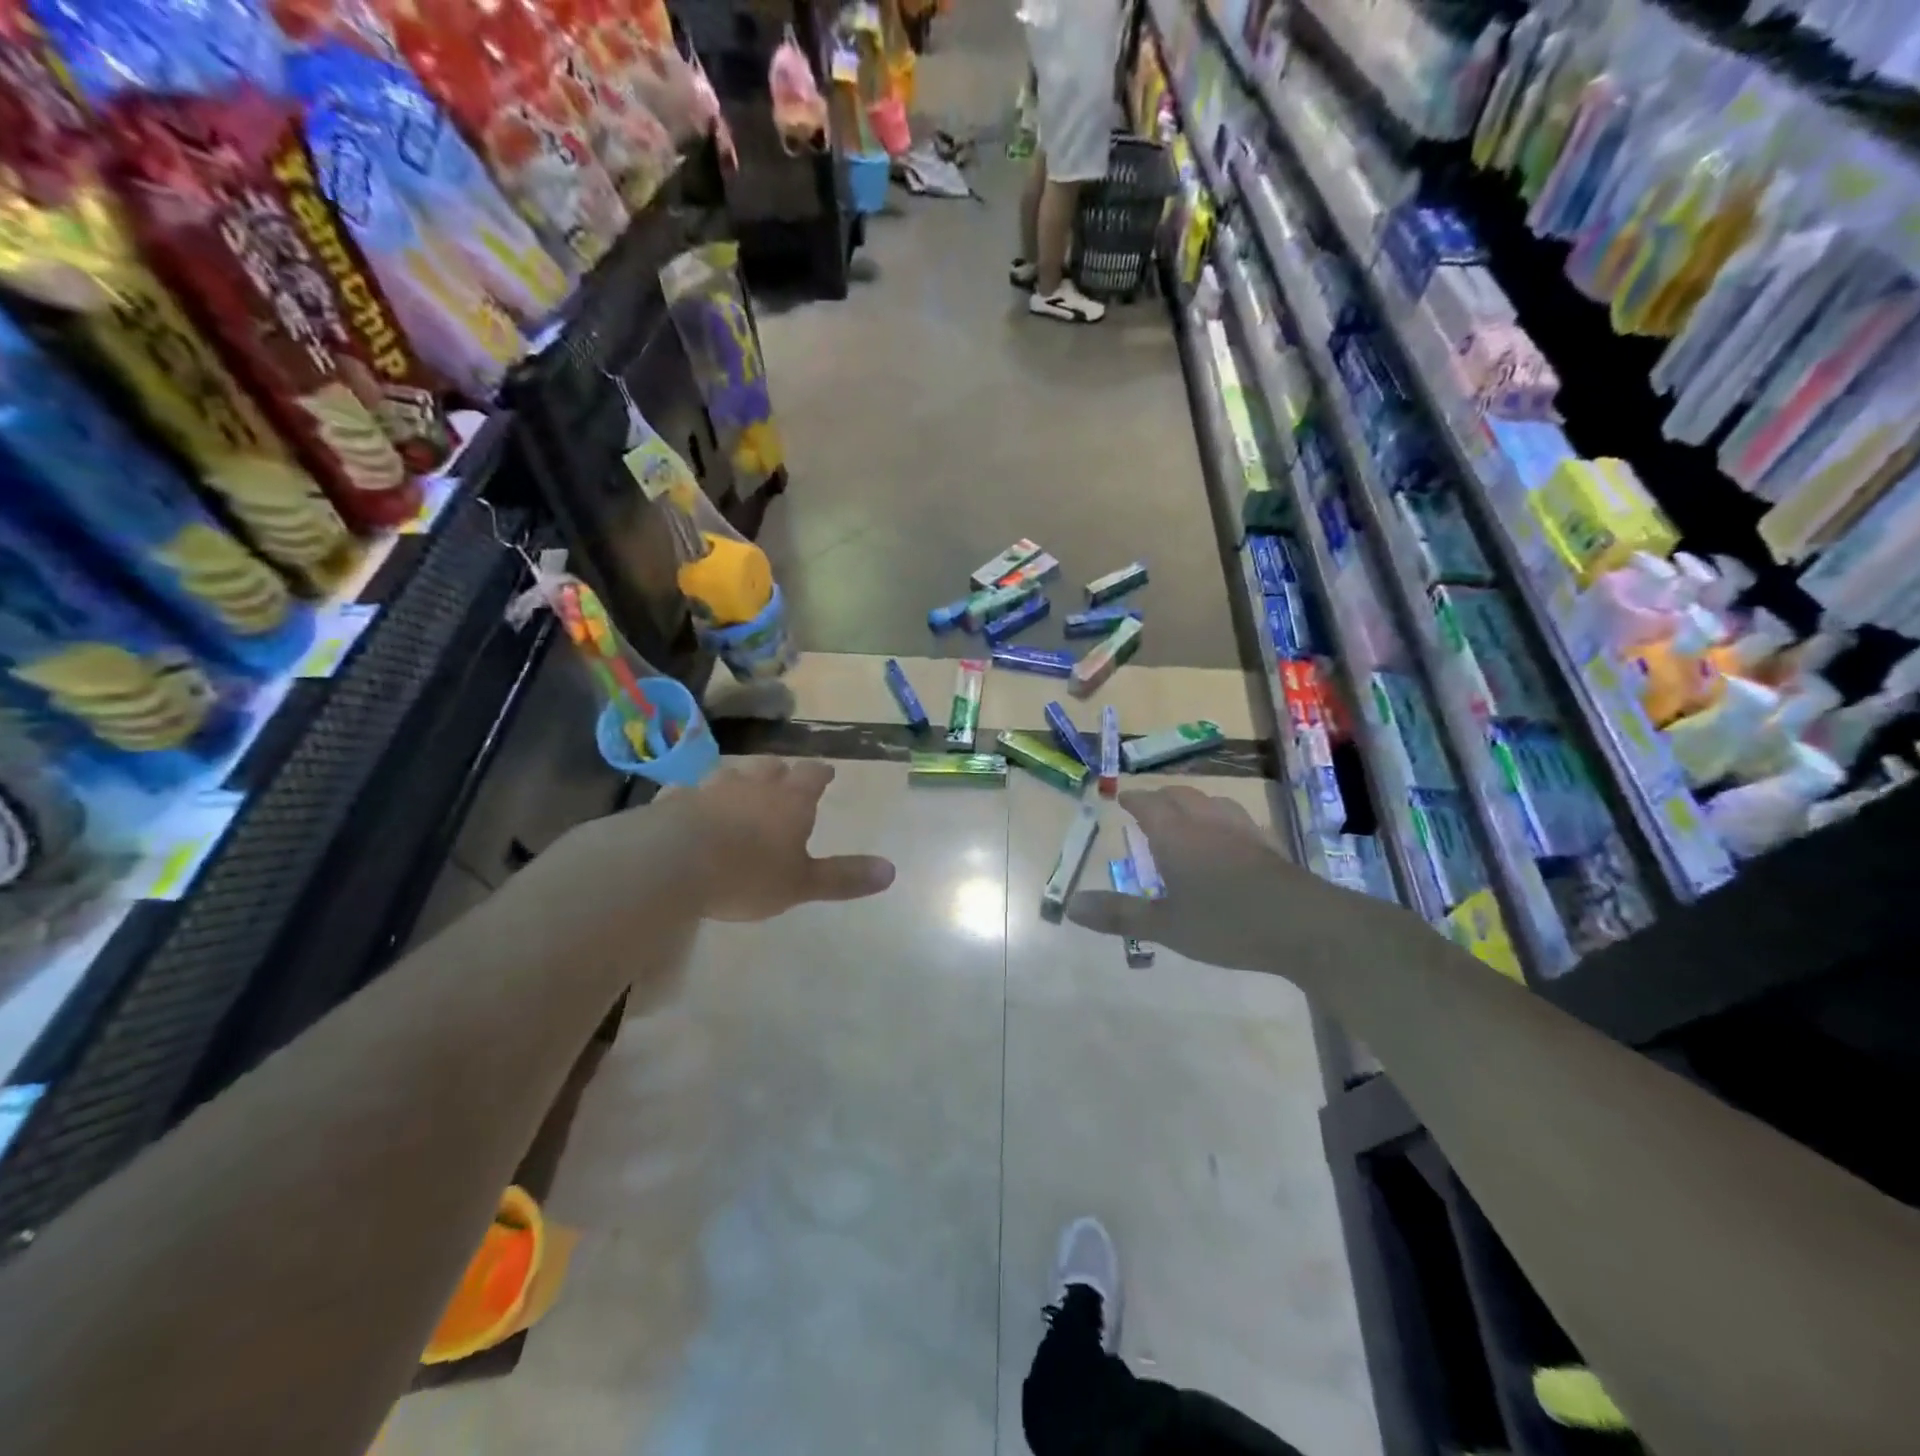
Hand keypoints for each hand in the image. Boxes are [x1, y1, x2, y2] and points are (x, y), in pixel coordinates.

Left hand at [661, 757, 895, 920]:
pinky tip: (689, 803)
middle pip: (771, 768)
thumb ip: (843, 877)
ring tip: (740, 787)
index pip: (812, 777)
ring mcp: (710, 789)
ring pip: (730, 774)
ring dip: (739, 779)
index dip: (820, 774)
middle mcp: (753, 786)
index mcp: (790, 802)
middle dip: (780, 771)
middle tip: (784, 776)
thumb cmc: (747, 874)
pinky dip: (695, 795)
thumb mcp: (801, 884)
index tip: (826, 771)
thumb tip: (891, 871)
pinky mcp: (673, 800)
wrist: (672, 862)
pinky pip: (688, 791)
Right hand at [1067, 786, 1407, 978]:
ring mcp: (1242, 831)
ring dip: (1193, 803)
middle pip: (1181, 795)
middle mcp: (1207, 822)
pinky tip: (1228, 840)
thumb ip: (1119, 915)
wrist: (1303, 925)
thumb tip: (1071, 907)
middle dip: (1161, 797)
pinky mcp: (1269, 846)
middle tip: (1149, 807)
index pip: (1149, 804)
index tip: (1122, 798)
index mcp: (1176, 835)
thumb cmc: (1225, 923)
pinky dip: (1221, 820)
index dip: (1134, 799)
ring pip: (1212, 802)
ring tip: (1186, 816)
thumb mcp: (1165, 926)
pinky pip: (1237, 819)